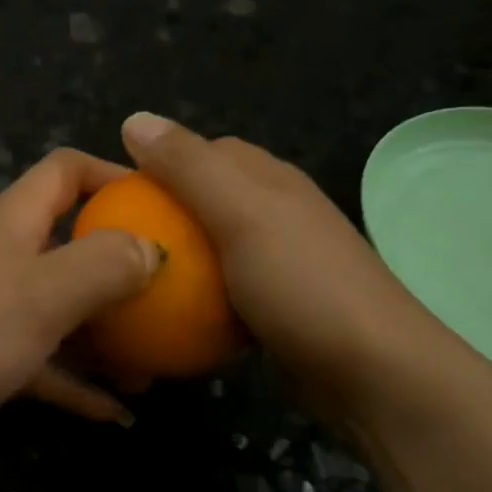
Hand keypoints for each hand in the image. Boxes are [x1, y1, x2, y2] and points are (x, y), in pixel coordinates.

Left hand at [0, 149, 158, 459]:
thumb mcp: (41, 294)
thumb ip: (104, 265)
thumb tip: (154, 248)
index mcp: (16, 223)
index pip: (67, 171)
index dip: (114, 176)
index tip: (162, 206)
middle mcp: (4, 256)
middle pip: (73, 244)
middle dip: (123, 269)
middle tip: (173, 299)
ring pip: (62, 311)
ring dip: (107, 335)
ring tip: (156, 366)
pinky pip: (42, 364)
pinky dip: (76, 383)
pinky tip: (115, 415)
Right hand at [119, 112, 469, 422]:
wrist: (373, 372)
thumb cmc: (304, 285)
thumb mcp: (242, 216)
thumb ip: (189, 168)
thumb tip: (134, 118)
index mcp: (271, 180)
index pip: (207, 152)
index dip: (160, 164)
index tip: (117, 198)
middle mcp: (279, 213)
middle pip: (208, 201)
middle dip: (165, 216)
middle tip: (120, 245)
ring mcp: (283, 262)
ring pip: (215, 250)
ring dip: (181, 263)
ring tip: (135, 283)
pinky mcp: (281, 307)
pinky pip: (227, 293)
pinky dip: (201, 302)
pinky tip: (176, 323)